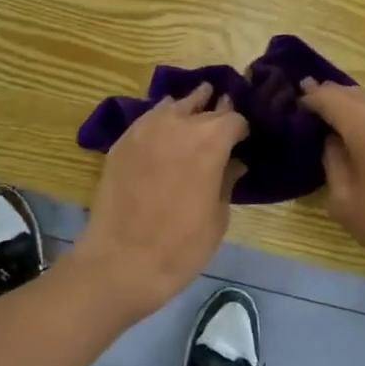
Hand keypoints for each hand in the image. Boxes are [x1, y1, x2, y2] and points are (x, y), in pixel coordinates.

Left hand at [73, 83, 246, 319]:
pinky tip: (165, 128)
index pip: (234, 118)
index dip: (241, 129)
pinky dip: (162, 117)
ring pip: (175, 103)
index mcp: (211, 140)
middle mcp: (180, 123)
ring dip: (188, 107)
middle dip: (217, 112)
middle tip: (222, 117)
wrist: (122, 261)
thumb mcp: (218, 217)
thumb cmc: (181, 246)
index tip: (242, 140)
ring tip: (195, 111)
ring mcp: (147, 127)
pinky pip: (149, 117)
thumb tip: (234, 163)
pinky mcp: (124, 139)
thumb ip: (227, 181)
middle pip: (205, 105)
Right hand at [300, 79, 364, 280]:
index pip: (326, 96)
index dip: (309, 98)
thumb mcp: (344, 201)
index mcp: (362, 119)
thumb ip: (332, 161)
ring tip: (353, 126)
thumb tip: (334, 140)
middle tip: (321, 115)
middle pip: (353, 92)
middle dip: (334, 100)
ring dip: (362, 107)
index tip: (297, 105)